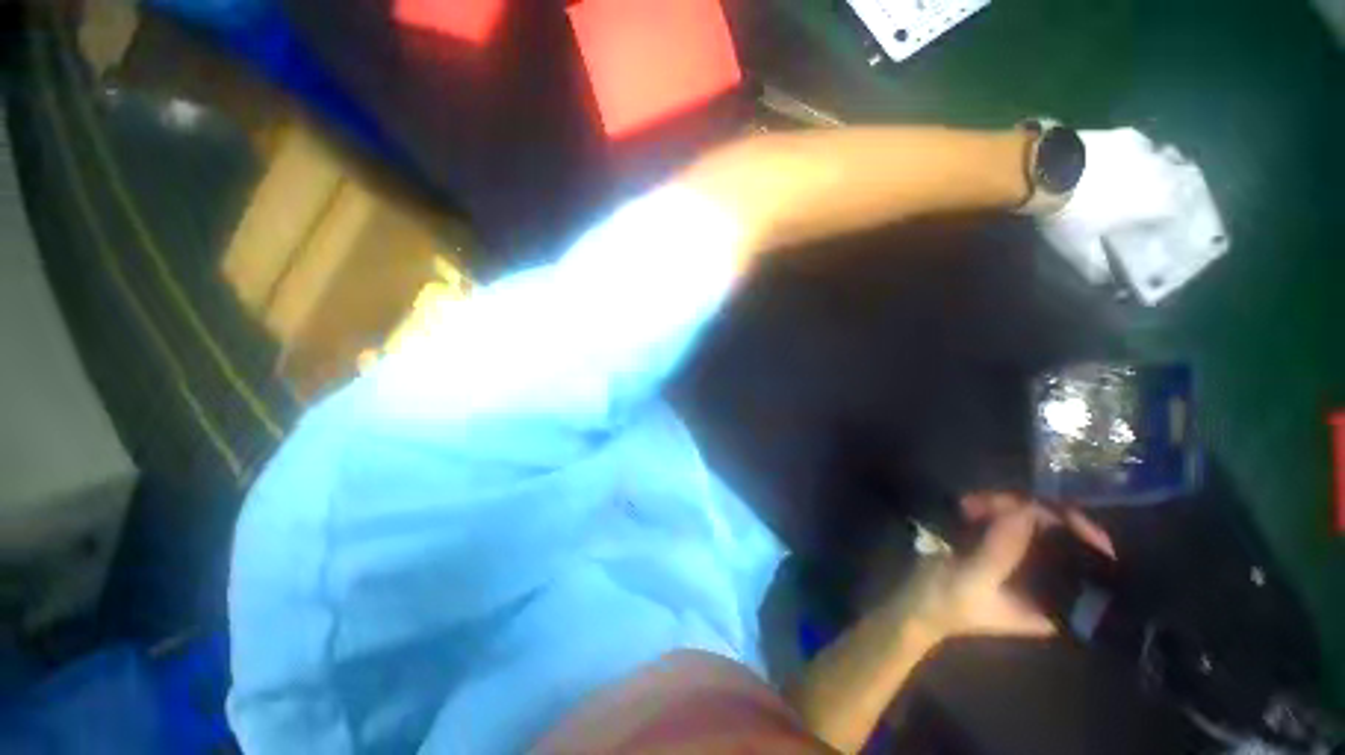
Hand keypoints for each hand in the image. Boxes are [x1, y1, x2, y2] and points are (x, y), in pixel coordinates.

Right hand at [903, 493, 1114, 641]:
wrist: (914, 601)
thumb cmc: (947, 602)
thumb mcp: (974, 581)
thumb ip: (1001, 550)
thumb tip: (1026, 510)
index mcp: (1055, 604)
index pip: (1091, 570)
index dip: (1088, 539)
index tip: (1065, 512)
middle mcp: (1048, 581)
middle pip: (1062, 538)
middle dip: (1035, 514)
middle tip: (1001, 500)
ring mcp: (1024, 560)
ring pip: (1035, 523)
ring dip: (1006, 506)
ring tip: (972, 503)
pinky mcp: (1001, 544)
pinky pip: (1009, 518)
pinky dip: (991, 507)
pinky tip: (968, 505)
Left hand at [1038, 128, 1185, 284]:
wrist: (1048, 171)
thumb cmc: (1069, 213)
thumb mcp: (1079, 248)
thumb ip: (1096, 265)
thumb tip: (1105, 282)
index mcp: (1161, 203)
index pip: (1178, 217)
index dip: (1169, 224)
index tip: (1159, 230)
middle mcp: (1164, 173)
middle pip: (1177, 186)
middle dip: (1170, 196)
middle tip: (1154, 204)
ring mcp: (1147, 149)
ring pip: (1163, 163)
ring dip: (1155, 174)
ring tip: (1140, 184)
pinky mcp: (1124, 134)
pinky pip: (1139, 146)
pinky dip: (1135, 156)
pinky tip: (1121, 162)